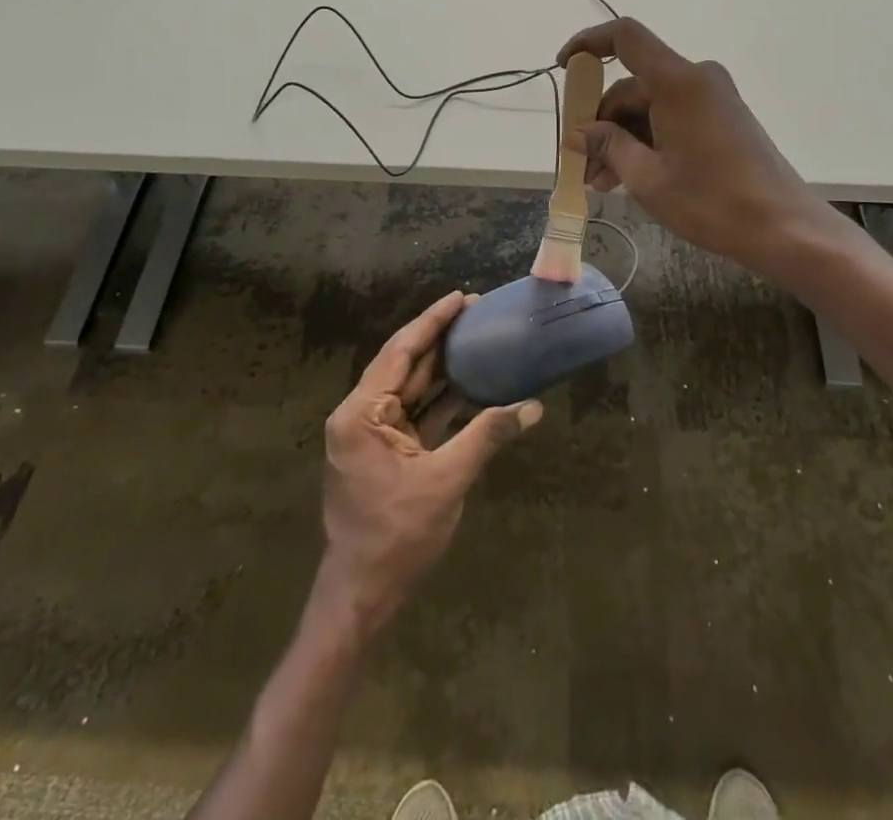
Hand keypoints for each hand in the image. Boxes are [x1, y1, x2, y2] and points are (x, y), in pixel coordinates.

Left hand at [318, 291, 541, 631]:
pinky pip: (415, 414)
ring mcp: (371, 433)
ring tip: (477, 339)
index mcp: (361, 413)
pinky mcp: (385, 451)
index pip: (400, 352)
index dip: (432, 322)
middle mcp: (360, 415)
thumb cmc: (397, 536)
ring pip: (412, 389)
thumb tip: (532, 407)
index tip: (460, 297)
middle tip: (476, 312)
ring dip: (443, 368)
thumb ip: (487, 436)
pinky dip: (441, 401)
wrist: (364, 594)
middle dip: (440, 339)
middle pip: (405, 365)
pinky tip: (471, 384)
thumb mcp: (446, 480)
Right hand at [557, 18, 844, 279]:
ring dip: (622, 139)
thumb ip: (608, 146)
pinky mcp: (722, 118)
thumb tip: (579, 133)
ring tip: (602, 183)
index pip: (625, 38)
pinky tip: (630, 176)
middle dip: (601, 122)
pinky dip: (647, 141)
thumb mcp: (647, 178)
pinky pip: (672, 117)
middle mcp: (697, 79)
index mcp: (678, 82)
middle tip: (583, 166)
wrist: (784, 228)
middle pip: (633, 85)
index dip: (588, 43)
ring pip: (650, 106)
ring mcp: (713, 98)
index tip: (563, 67)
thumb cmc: (712, 202)